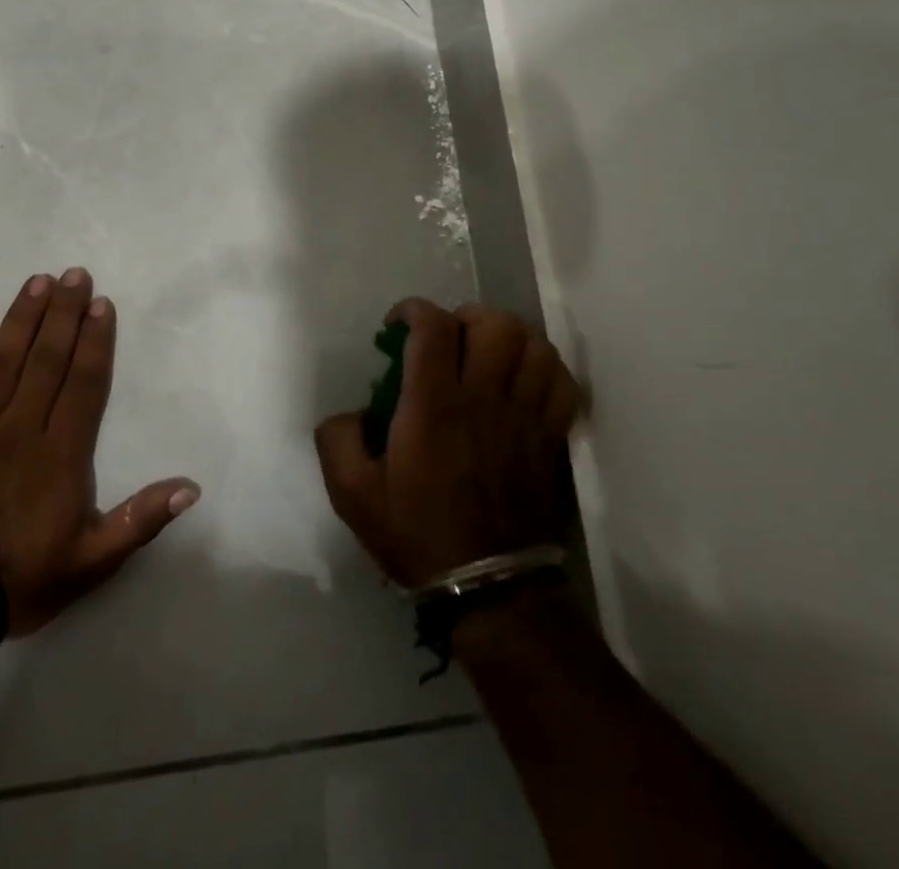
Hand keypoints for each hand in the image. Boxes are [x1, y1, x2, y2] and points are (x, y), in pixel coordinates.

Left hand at [0, 268, 198, 634]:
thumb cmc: (18, 578)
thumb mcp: (90, 562)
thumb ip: (140, 520)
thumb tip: (191, 487)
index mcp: (61, 452)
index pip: (83, 382)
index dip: (94, 340)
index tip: (100, 304)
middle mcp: (20, 426)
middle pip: (46, 358)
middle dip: (63, 313)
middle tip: (73, 274)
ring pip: (4, 359)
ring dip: (23, 318)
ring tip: (37, 282)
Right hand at [314, 299, 579, 589]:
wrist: (487, 588)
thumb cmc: (417, 534)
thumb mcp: (352, 494)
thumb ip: (337, 440)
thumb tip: (352, 412)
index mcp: (433, 405)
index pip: (434, 327)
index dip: (414, 310)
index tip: (399, 326)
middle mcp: (483, 399)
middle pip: (494, 324)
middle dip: (465, 317)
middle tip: (448, 340)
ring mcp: (523, 416)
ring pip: (534, 345)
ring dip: (508, 338)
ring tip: (487, 355)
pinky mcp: (550, 437)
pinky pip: (562, 382)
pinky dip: (544, 367)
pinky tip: (522, 379)